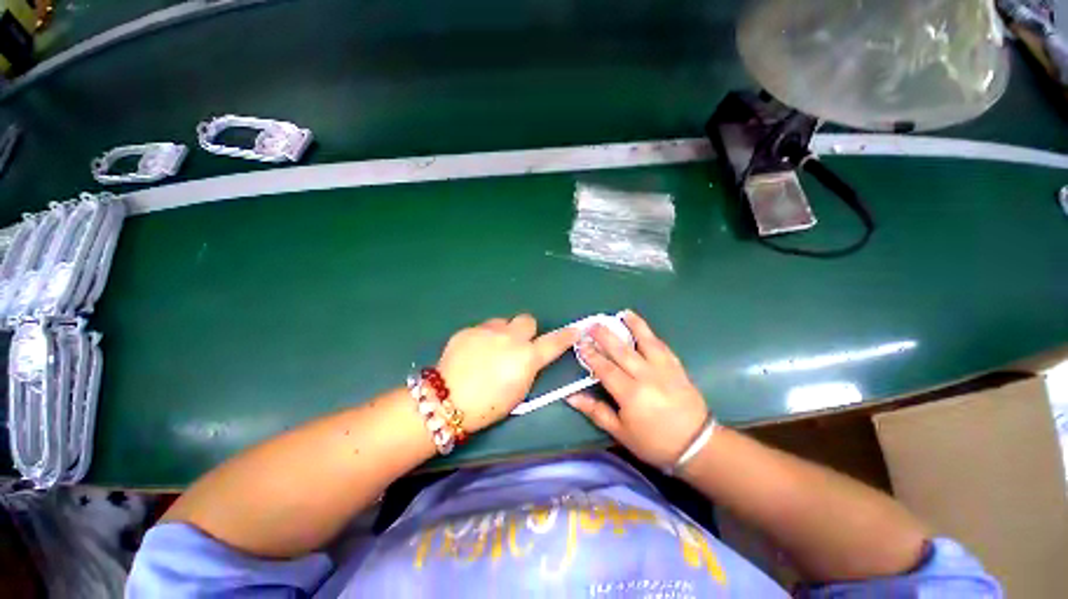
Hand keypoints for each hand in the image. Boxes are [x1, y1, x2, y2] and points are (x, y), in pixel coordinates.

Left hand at [437, 314, 579, 432]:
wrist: (448, 400)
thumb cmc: (488, 405)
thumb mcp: (518, 391)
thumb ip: (528, 368)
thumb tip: (528, 357)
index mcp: (527, 357)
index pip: (554, 342)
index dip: (566, 336)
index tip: (574, 330)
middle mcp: (511, 338)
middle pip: (527, 319)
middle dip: (525, 330)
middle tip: (516, 344)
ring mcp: (488, 331)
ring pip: (502, 322)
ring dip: (502, 332)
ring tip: (489, 349)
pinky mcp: (469, 330)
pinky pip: (482, 328)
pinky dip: (483, 337)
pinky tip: (472, 353)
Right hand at [567, 311, 708, 470]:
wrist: (697, 445)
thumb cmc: (654, 442)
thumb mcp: (621, 432)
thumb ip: (596, 411)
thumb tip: (571, 397)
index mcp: (630, 394)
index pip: (605, 368)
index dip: (591, 354)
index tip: (580, 342)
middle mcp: (647, 376)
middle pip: (622, 350)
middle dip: (605, 335)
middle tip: (593, 323)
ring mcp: (664, 369)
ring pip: (646, 341)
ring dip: (634, 325)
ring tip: (623, 313)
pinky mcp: (677, 367)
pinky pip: (663, 346)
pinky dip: (652, 335)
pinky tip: (645, 328)